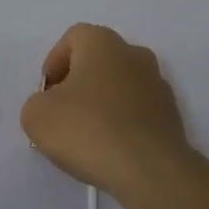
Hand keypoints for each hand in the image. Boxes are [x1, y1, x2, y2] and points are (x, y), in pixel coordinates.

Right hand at [20, 23, 192, 202]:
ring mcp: (158, 84)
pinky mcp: (171, 114)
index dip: (54, 63)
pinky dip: (122, 123)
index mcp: (103, 43)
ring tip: (86, 137)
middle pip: (98, 61)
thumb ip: (37, 103)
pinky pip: (137, 111)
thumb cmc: (88, 130)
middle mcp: (134, 53)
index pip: (72, 38)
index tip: (46, 94)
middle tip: (62, 114)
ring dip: (101, 103)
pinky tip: (111, 149)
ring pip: (119, 86)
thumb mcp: (37, 116)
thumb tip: (52, 107)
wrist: (149, 170)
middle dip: (77, 83)